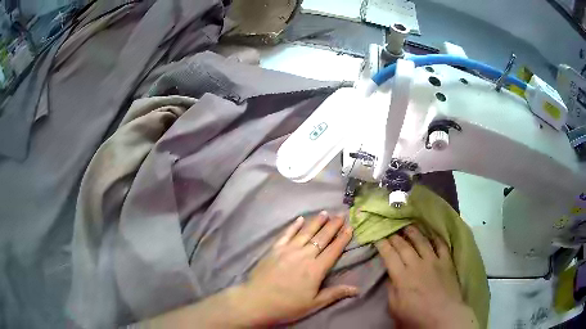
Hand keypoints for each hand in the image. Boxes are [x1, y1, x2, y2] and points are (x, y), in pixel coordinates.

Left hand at [240, 211, 357, 324]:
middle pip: (322, 237)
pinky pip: (287, 234)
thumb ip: (335, 294)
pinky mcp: (274, 249)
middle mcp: (304, 255)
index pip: (333, 250)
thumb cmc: (288, 306)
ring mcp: (288, 250)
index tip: (350, 227)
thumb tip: (358, 290)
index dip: (343, 238)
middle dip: (333, 225)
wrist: (257, 301)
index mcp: (316, 269)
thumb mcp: (314, 303)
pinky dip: (294, 226)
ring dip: (316, 222)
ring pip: (306, 232)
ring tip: (325, 213)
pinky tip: (300, 218)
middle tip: (341, 215)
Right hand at [375, 225, 477, 328]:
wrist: (443, 316)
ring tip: (408, 225)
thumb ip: (391, 290)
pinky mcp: (446, 262)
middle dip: (395, 236)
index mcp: (402, 277)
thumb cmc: (416, 316)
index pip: (390, 255)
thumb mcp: (395, 308)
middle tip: (390, 229)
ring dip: (413, 232)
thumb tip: (390, 276)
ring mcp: (433, 261)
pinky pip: (441, 245)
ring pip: (422, 241)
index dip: (383, 244)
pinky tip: (432, 234)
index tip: (378, 237)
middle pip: (404, 246)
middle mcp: (417, 264)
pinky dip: (436, 238)